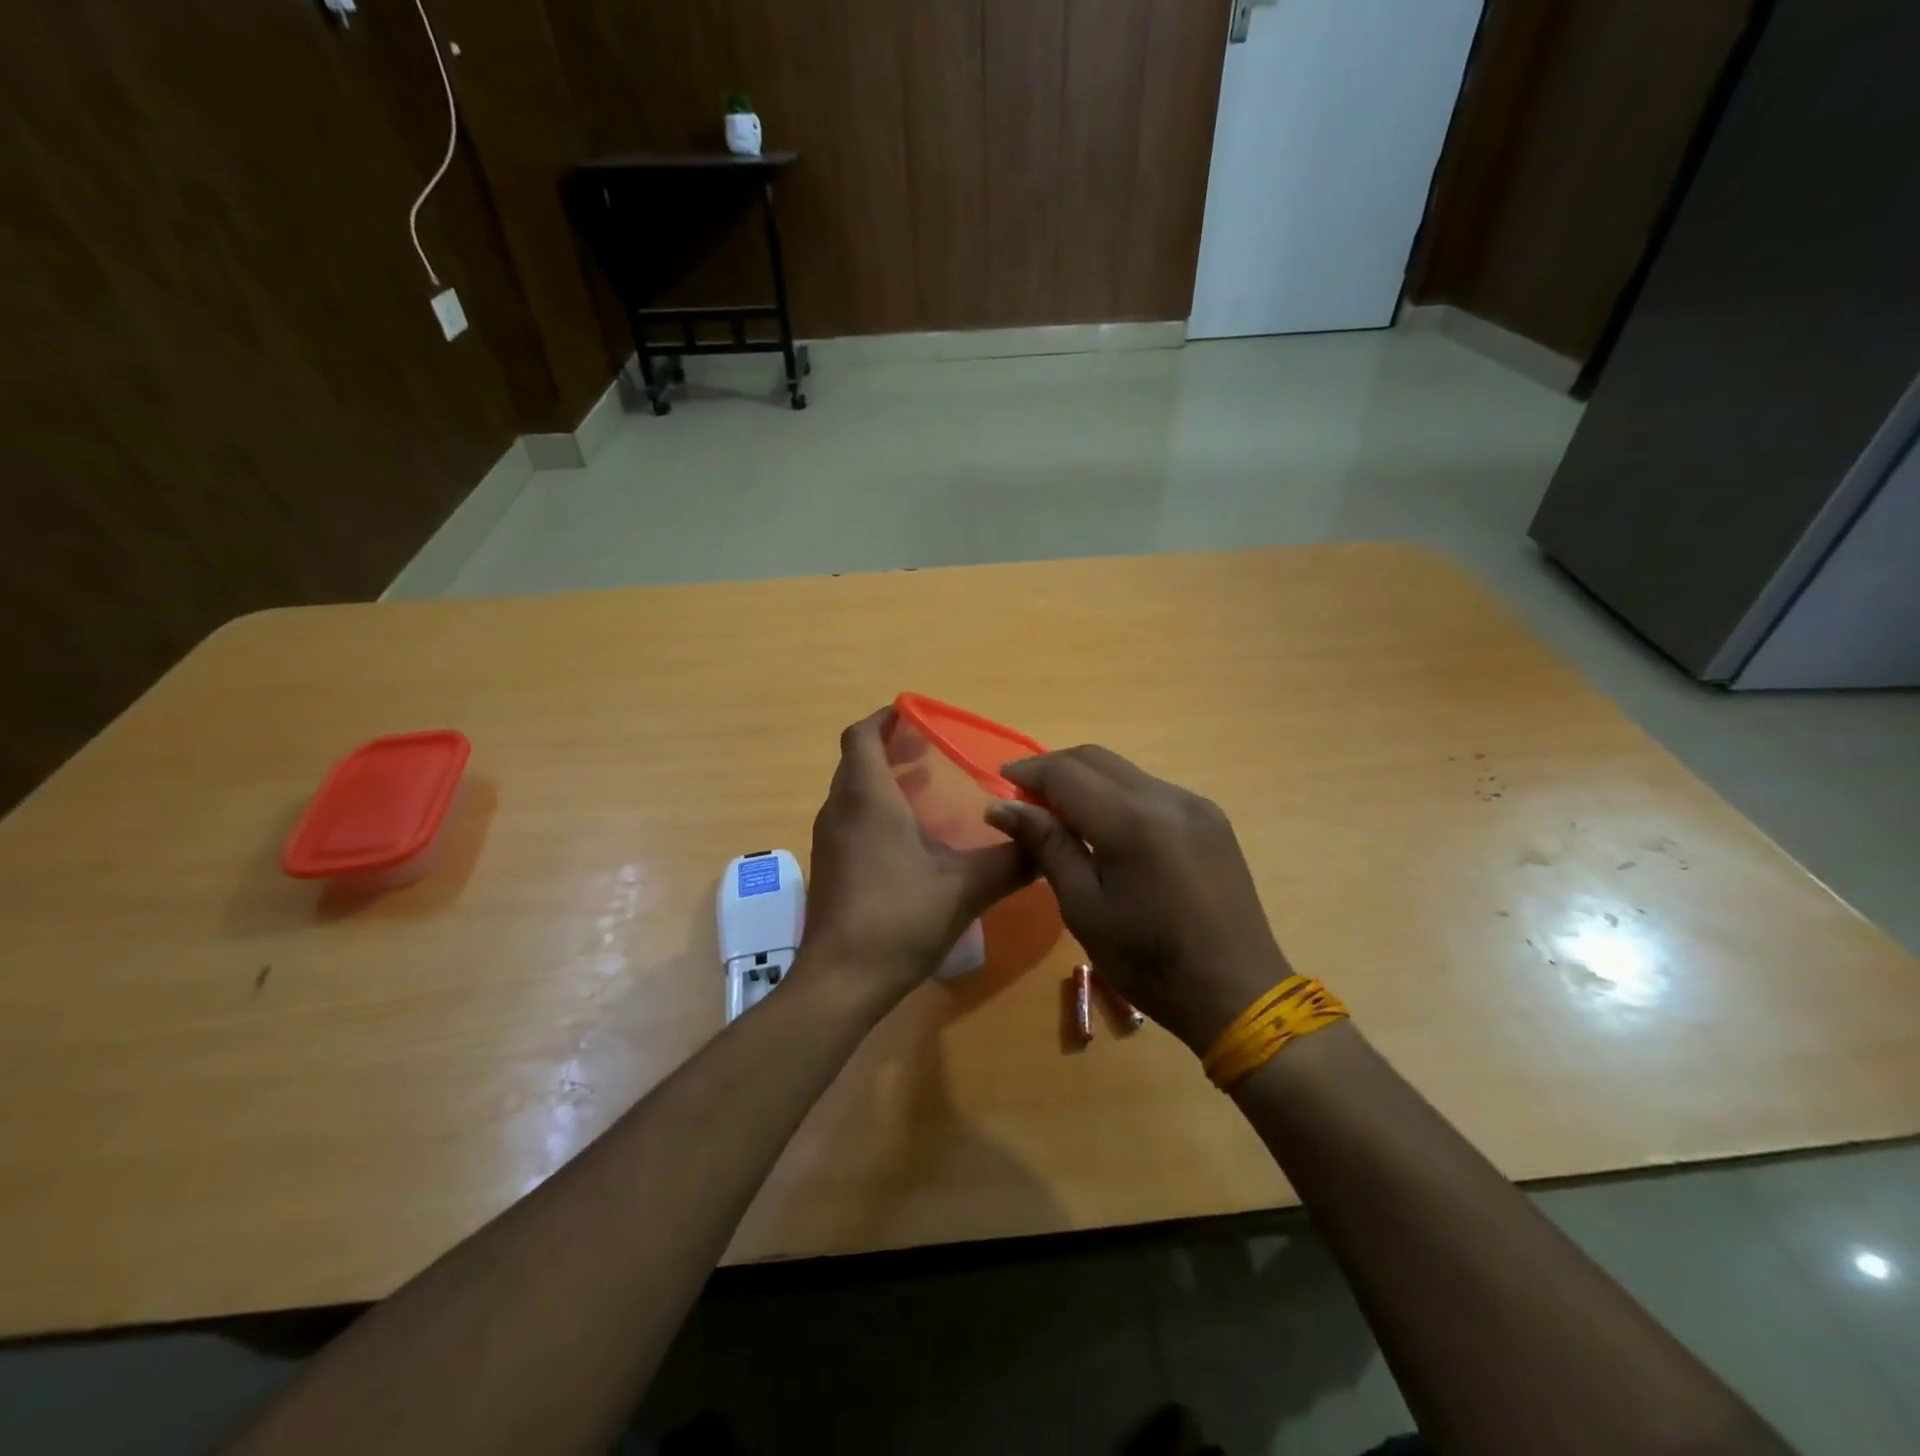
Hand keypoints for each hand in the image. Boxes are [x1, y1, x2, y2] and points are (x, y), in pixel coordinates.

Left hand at [798, 708, 1032, 1012]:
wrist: (840, 982)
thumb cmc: (898, 920)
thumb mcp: (965, 888)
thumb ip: (1011, 861)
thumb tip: (1048, 840)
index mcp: (867, 799)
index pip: (862, 736)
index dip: (886, 718)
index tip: (916, 714)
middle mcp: (840, 810)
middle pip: (857, 760)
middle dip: (890, 747)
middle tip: (931, 748)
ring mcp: (830, 840)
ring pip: (852, 790)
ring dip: (883, 779)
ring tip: (926, 785)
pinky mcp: (831, 866)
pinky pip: (851, 817)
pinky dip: (876, 808)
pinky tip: (910, 836)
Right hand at [985, 746, 1289, 1054]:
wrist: (1237, 992)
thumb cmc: (1149, 962)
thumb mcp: (1085, 908)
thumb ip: (1047, 845)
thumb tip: (1001, 807)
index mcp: (1131, 821)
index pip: (1066, 772)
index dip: (1028, 772)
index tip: (1000, 786)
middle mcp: (1165, 797)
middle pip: (1096, 759)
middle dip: (1054, 769)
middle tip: (1024, 798)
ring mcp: (1194, 803)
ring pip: (1124, 771)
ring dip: (1086, 781)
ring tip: (1060, 814)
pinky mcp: (1210, 817)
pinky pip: (1150, 790)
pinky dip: (1117, 796)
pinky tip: (1106, 827)